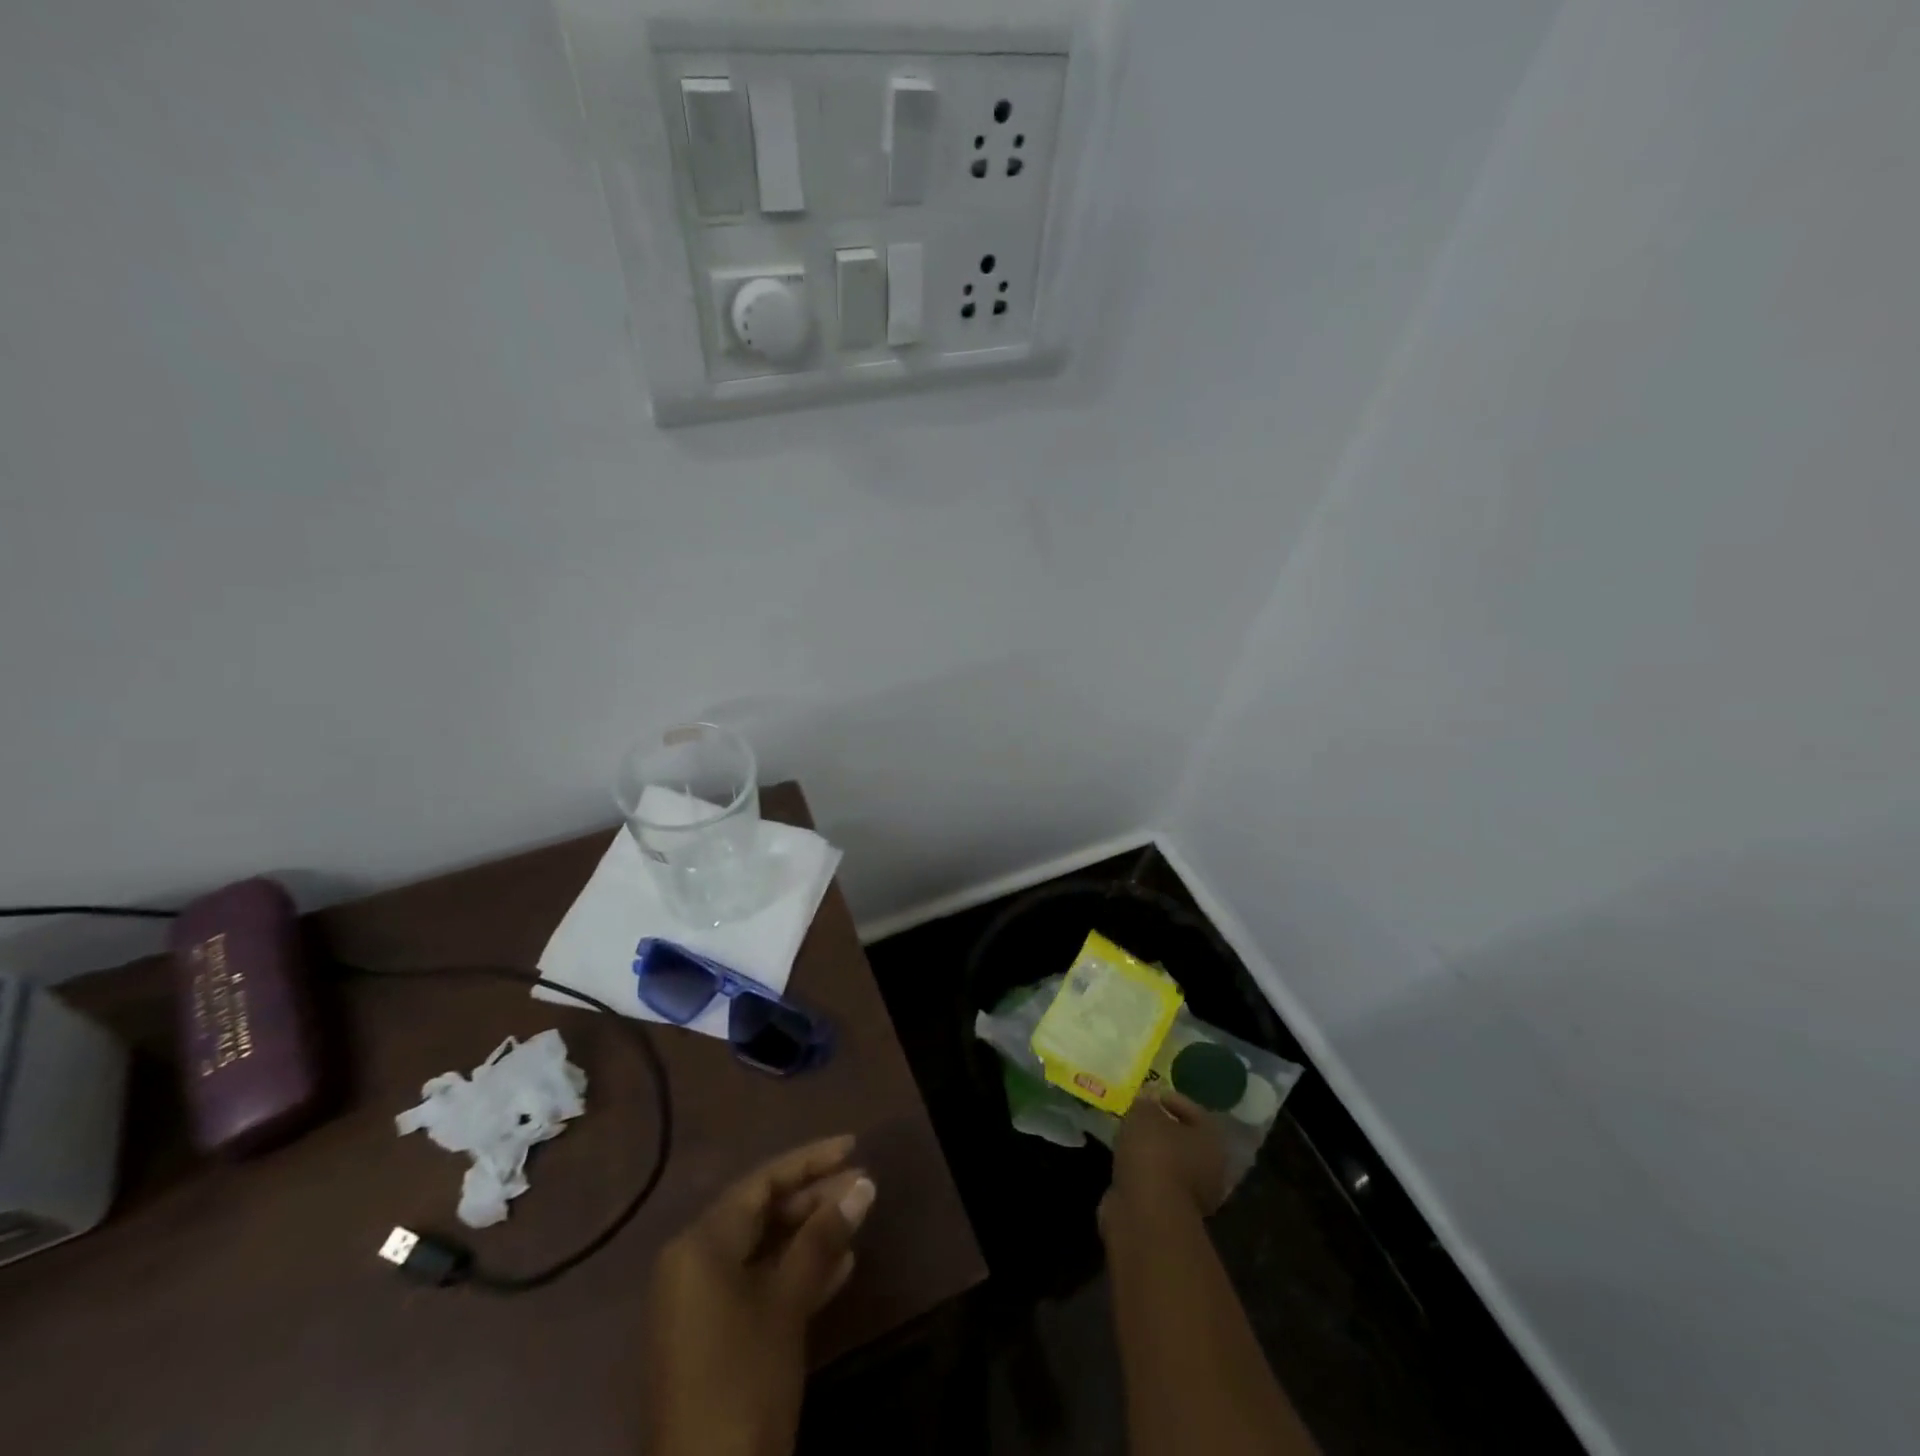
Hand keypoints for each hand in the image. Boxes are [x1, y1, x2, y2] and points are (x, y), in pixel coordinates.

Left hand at [644, 1136, 876, 1455]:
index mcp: (700, 1244)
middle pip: (761, 1212)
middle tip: (863, 1188)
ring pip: (763, 1249)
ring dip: (810, 1235)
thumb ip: (822, 1238)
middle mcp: (693, 1263)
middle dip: (814, 1198)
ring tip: (858, 1220)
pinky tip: (840, 1268)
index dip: (810, 1161)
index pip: (761, 1182)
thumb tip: (862, 1185)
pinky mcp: (714, 1338)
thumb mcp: (787, 1303)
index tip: (853, 1146)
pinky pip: (757, 1284)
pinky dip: (795, 1272)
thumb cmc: (743, 1380)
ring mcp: (701, 1303)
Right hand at [1104, 1089, 1228, 1226]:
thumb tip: (1146, 1102)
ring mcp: (1192, 1196)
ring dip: (1150, 1151)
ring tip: (1126, 1136)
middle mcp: (1210, 1169)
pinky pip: (1156, 1182)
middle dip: (1161, 1128)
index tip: (1149, 1095)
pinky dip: (1142, 1171)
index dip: (1172, 1099)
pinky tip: (1124, 1161)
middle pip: (1184, 1141)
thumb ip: (1146, 1103)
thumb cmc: (1154, 1153)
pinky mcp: (1170, 1213)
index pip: (1196, 1113)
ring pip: (1169, 1163)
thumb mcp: (1145, 1114)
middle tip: (1138, 1115)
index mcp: (1212, 1141)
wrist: (1146, 1213)